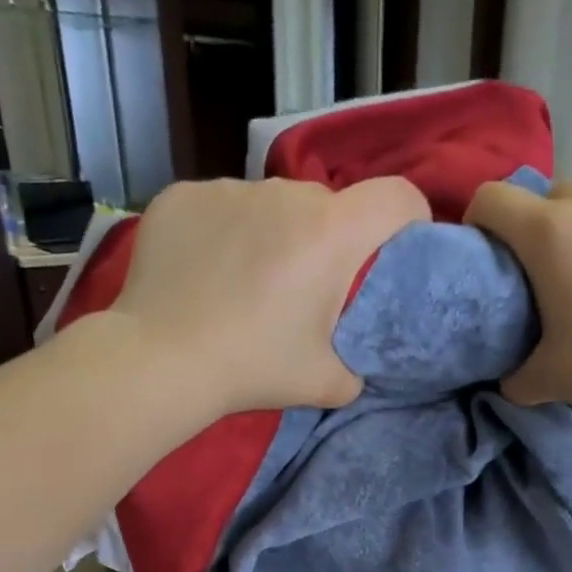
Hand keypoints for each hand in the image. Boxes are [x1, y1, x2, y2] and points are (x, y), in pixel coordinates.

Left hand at [113, 175, 429, 412]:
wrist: (162, 360)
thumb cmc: (254, 367)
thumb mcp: (326, 383)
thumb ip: (357, 369)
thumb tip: (354, 365)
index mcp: (333, 233)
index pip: (398, 197)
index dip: (410, 219)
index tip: (399, 248)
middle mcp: (286, 194)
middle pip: (328, 205)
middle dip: (329, 240)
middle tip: (306, 290)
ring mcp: (229, 188)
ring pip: (271, 205)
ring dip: (273, 235)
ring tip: (246, 284)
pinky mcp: (183, 195)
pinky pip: (221, 208)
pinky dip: (223, 234)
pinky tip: (205, 273)